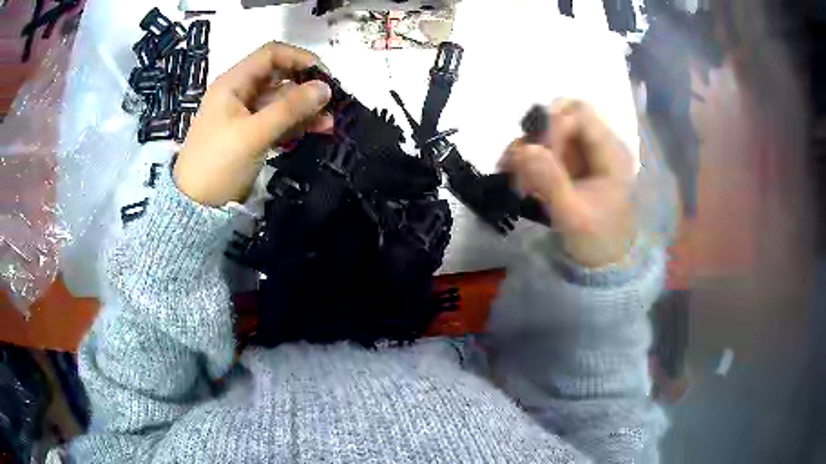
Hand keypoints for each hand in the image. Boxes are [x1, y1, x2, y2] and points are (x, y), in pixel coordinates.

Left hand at [174, 42, 332, 206]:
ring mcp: (244, 115)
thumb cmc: (218, 163)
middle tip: (331, 103)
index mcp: (233, 83)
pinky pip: (277, 121)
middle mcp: (240, 93)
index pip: (271, 54)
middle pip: (279, 78)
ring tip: (329, 124)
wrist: (195, 206)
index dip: (299, 59)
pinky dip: (295, 124)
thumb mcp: (253, 134)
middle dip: (306, 88)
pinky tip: (315, 131)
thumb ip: (290, 108)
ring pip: (281, 102)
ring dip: (304, 109)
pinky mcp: (250, 134)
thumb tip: (326, 88)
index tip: (324, 76)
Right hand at [500, 99, 635, 266]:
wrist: (605, 262)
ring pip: (551, 128)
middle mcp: (599, 144)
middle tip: (522, 160)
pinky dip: (528, 158)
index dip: (554, 126)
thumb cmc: (597, 240)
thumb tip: (523, 148)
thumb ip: (550, 181)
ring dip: (528, 146)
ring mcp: (584, 152)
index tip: (536, 156)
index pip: (580, 115)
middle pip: (564, 112)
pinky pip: (546, 147)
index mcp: (611, 153)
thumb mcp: (573, 216)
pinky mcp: (572, 163)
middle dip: (539, 132)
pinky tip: (520, 180)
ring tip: (514, 176)